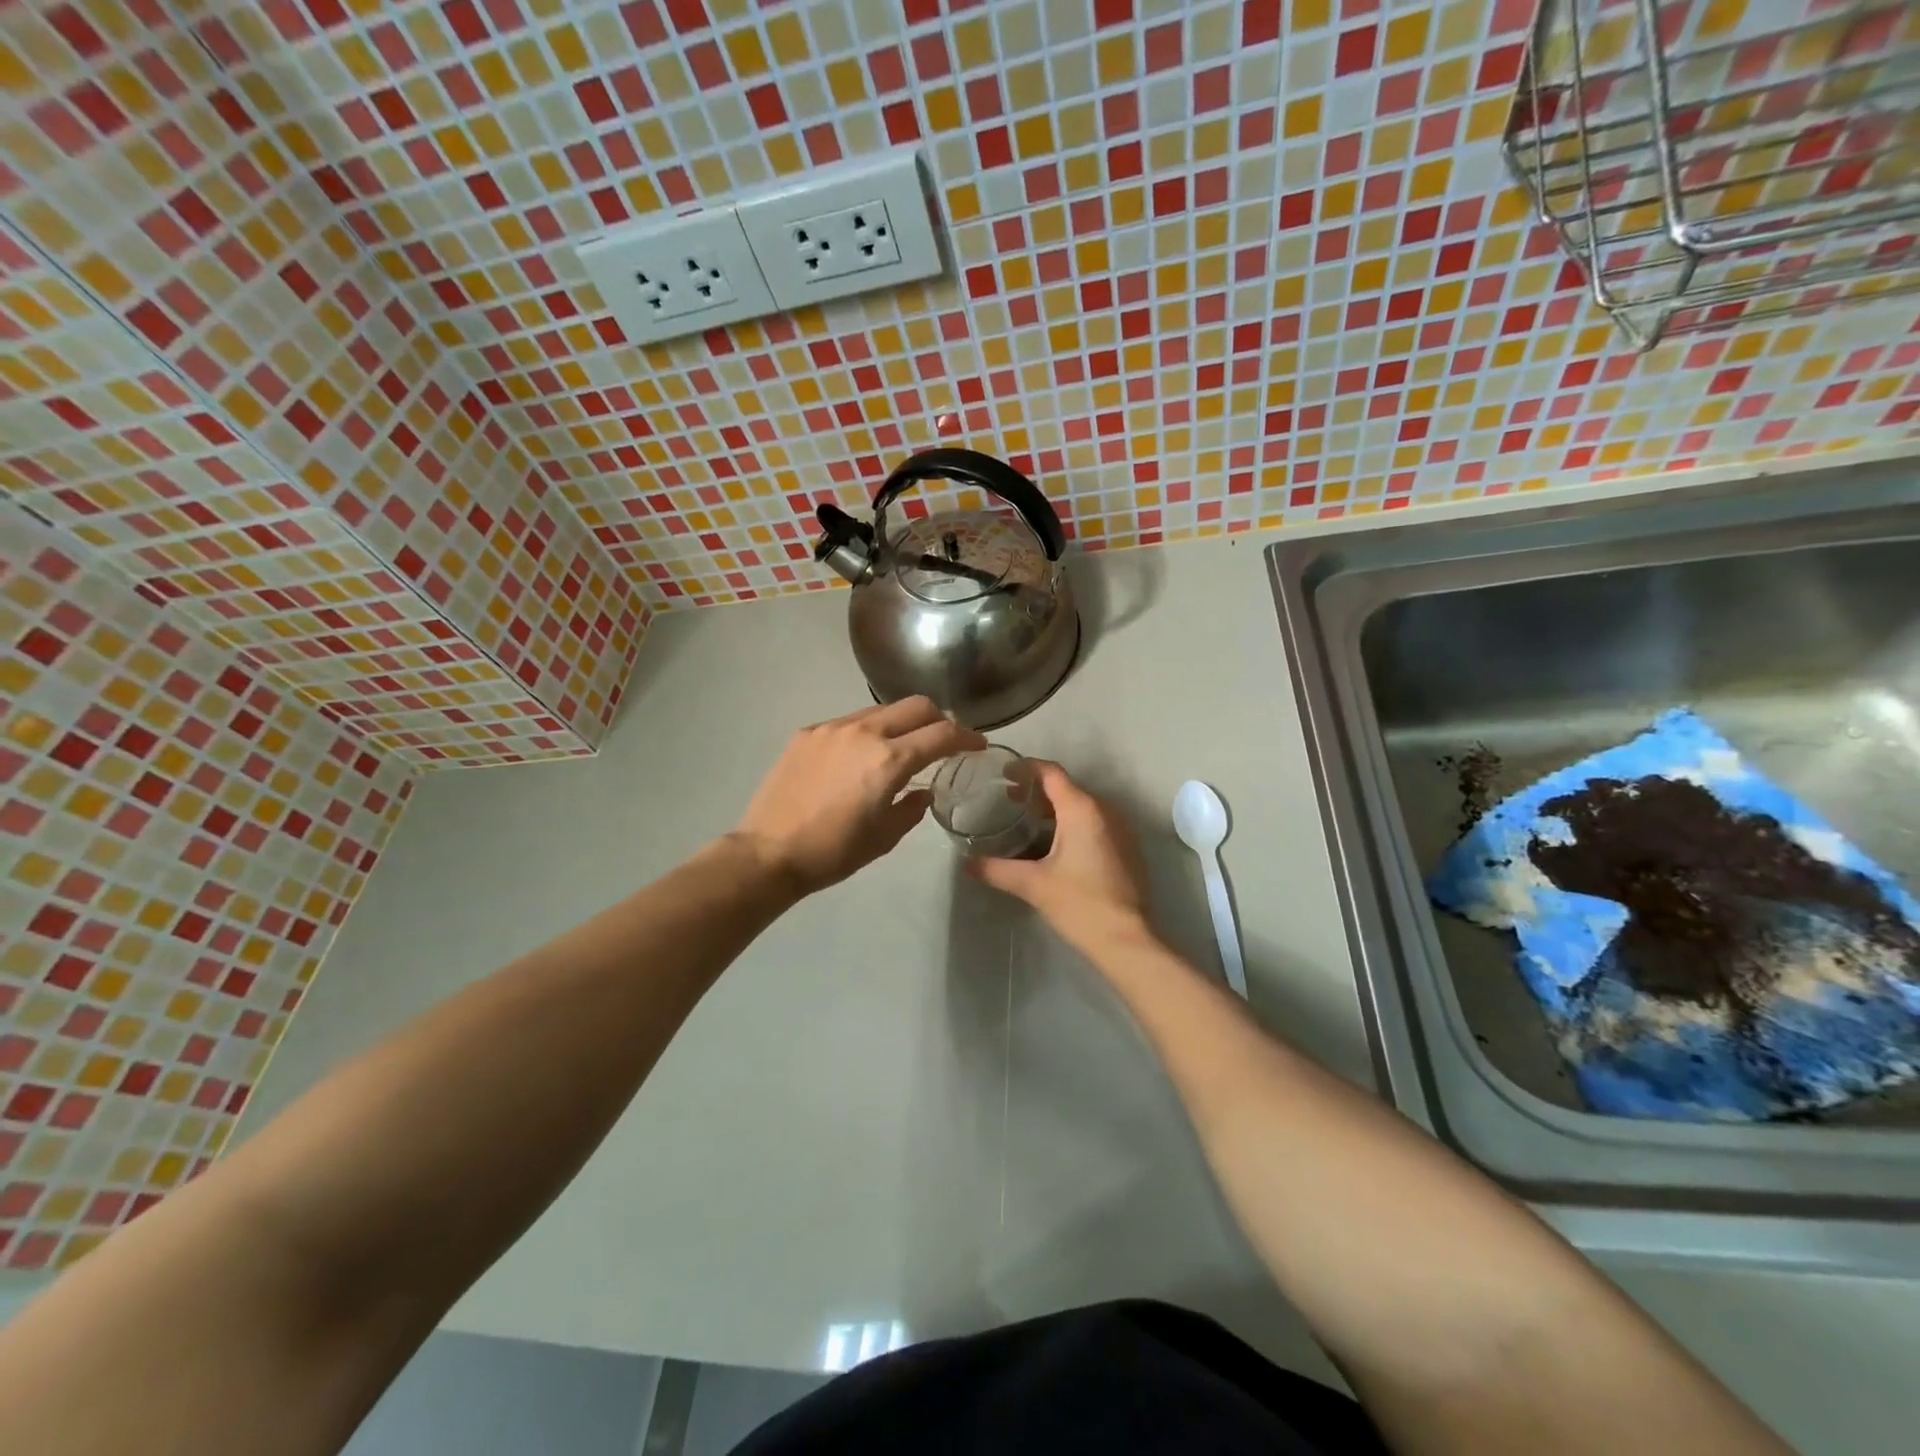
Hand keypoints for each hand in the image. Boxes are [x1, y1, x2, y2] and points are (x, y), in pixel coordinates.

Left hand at [734, 698, 985, 895]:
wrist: (768, 852)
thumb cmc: (833, 852)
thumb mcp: (884, 838)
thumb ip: (912, 808)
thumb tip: (922, 792)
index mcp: (890, 760)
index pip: (942, 734)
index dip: (967, 737)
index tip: (977, 745)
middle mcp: (864, 733)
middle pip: (917, 706)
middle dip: (939, 719)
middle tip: (943, 740)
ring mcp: (832, 728)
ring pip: (882, 710)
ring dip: (902, 723)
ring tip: (901, 747)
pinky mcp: (808, 733)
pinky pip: (849, 722)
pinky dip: (867, 732)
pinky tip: (859, 757)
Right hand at [971, 762, 1151, 949]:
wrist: (1127, 940)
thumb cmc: (1080, 903)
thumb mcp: (1032, 884)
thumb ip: (996, 869)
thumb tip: (968, 864)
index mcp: (1082, 809)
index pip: (1051, 773)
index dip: (1026, 768)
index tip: (1003, 772)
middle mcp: (1104, 810)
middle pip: (1066, 787)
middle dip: (1037, 790)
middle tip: (1008, 799)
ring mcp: (1119, 828)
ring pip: (1081, 805)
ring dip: (1054, 808)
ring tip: (1026, 820)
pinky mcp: (1125, 848)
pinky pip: (1094, 822)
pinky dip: (1071, 823)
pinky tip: (1053, 844)